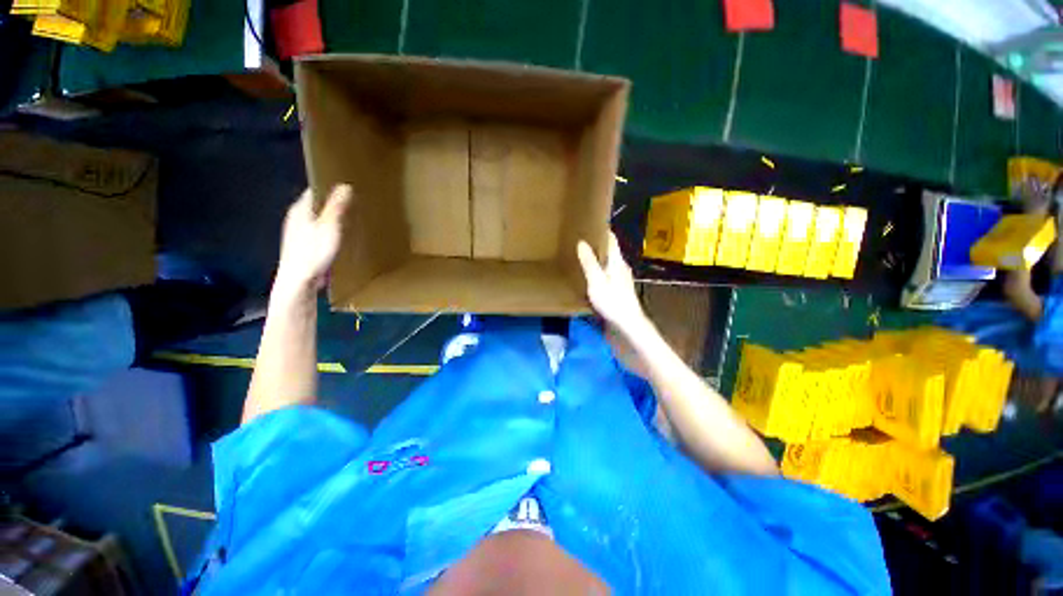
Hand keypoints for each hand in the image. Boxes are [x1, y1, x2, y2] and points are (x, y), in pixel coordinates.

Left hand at [275, 184, 351, 294]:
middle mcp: (297, 218)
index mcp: (300, 209)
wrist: (299, 281)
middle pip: (317, 204)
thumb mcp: (329, 227)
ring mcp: (299, 233)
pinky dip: (330, 230)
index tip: (349, 186)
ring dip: (333, 217)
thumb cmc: (313, 252)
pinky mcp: (305, 246)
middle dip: (333, 202)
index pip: (315, 190)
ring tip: (351, 217)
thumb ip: (336, 207)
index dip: (330, 186)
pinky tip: (341, 236)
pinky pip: (320, 231)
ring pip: (318, 219)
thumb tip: (345, 186)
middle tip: (354, 202)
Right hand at [577, 233, 648, 337]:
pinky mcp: (619, 290)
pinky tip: (590, 277)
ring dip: (598, 259)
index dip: (602, 231)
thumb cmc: (612, 301)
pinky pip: (608, 274)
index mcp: (617, 261)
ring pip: (609, 263)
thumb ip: (589, 263)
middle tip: (580, 240)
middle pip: (610, 251)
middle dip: (597, 245)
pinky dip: (599, 271)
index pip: (611, 240)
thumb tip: (582, 242)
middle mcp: (621, 267)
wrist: (628, 324)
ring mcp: (622, 279)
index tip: (589, 225)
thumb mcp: (597, 281)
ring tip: (582, 257)